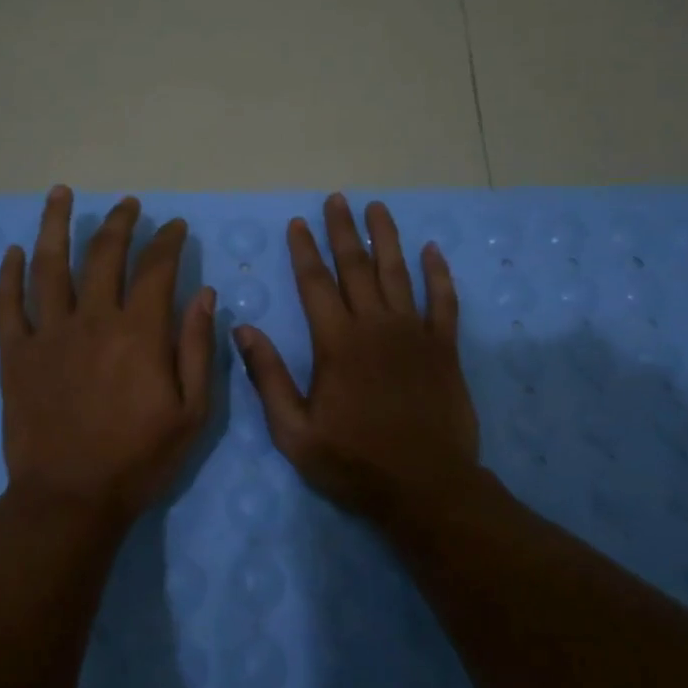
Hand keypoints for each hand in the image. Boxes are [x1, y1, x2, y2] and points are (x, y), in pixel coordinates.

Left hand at [0, 187, 216, 522]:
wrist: (70, 498)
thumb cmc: (139, 459)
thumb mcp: (192, 411)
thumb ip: (198, 348)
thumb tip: (205, 294)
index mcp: (139, 332)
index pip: (156, 268)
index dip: (167, 241)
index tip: (174, 227)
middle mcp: (92, 319)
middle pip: (103, 254)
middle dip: (119, 222)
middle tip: (128, 204)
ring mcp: (48, 333)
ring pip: (49, 265)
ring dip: (55, 224)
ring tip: (60, 193)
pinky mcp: (16, 354)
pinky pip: (8, 304)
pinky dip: (8, 275)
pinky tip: (13, 252)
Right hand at [234, 193, 480, 519]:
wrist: (426, 488)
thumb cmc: (354, 462)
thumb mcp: (294, 431)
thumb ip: (268, 377)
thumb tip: (242, 329)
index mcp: (337, 343)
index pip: (315, 283)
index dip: (304, 250)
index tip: (298, 222)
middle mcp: (375, 326)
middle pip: (356, 267)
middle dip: (343, 231)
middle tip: (337, 199)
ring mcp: (414, 334)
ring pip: (398, 273)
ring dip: (387, 238)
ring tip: (378, 208)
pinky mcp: (444, 348)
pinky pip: (443, 301)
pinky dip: (438, 274)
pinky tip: (432, 250)